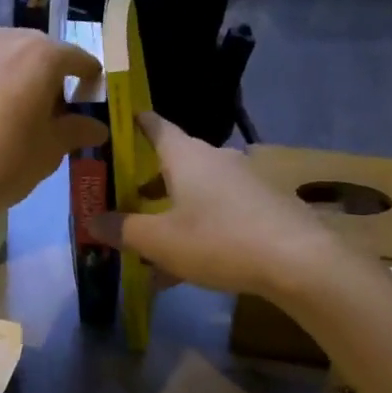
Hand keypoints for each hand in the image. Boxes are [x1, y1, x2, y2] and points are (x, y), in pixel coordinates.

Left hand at [0, 26, 106, 231]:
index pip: (79, 59)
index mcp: (41, 53)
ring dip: (24, 84)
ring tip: (25, 123)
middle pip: (42, 54)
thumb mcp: (49, 151)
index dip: (90, 82)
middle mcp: (6, 40)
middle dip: (54, 81)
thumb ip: (76, 131)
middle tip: (58, 118)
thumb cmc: (2, 162)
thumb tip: (96, 127)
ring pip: (11, 62)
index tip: (92, 106)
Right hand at [88, 113, 337, 298]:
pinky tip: (189, 268)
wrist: (299, 261)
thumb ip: (123, 229)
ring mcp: (245, 181)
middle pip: (174, 163)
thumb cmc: (219, 240)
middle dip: (148, 184)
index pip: (155, 125)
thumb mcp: (161, 241)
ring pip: (197, 193)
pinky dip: (199, 230)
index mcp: (187, 156)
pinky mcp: (265, 206)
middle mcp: (217, 159)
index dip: (134, 124)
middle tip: (126, 202)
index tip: (117, 126)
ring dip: (173, 214)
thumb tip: (92, 220)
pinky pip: (221, 212)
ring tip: (152, 249)